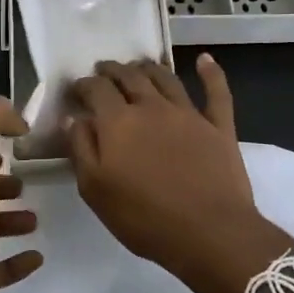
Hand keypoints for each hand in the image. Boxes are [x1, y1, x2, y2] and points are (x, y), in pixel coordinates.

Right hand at [69, 54, 293, 292]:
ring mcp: (188, 113)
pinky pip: (216, 91)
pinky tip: (204, 60)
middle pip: (129, 77)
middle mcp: (152, 107)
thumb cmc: (144, 217)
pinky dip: (210, 72)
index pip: (96, 89)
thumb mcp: (95, 190)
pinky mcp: (219, 126)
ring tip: (139, 65)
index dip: (84, 85)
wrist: (209, 232)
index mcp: (118, 122)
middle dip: (113, 70)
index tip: (77, 89)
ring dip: (149, 68)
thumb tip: (74, 118)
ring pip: (166, 78)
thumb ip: (81, 149)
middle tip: (104, 70)